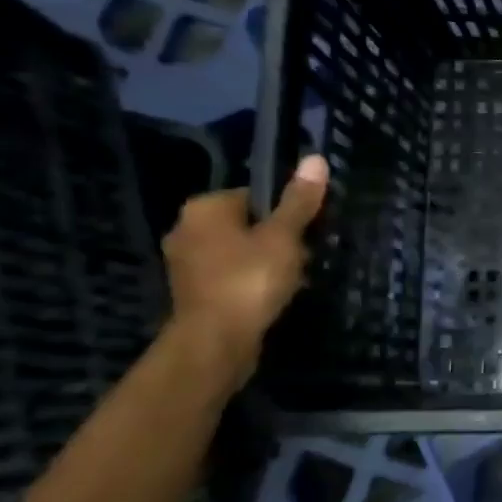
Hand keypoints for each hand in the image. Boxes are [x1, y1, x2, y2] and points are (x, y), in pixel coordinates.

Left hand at [161, 155, 328, 380]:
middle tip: (304, 256)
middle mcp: (186, 229)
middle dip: (276, 238)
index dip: (286, 211)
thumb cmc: (249, 280)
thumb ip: (299, 201)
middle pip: (246, 224)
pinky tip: (272, 296)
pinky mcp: (193, 293)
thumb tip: (316, 159)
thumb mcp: (284, 237)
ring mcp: (185, 264)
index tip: (307, 231)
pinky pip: (230, 276)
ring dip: (265, 262)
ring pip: (238, 252)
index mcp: (204, 208)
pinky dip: (251, 282)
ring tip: (293, 278)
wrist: (215, 342)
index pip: (254, 195)